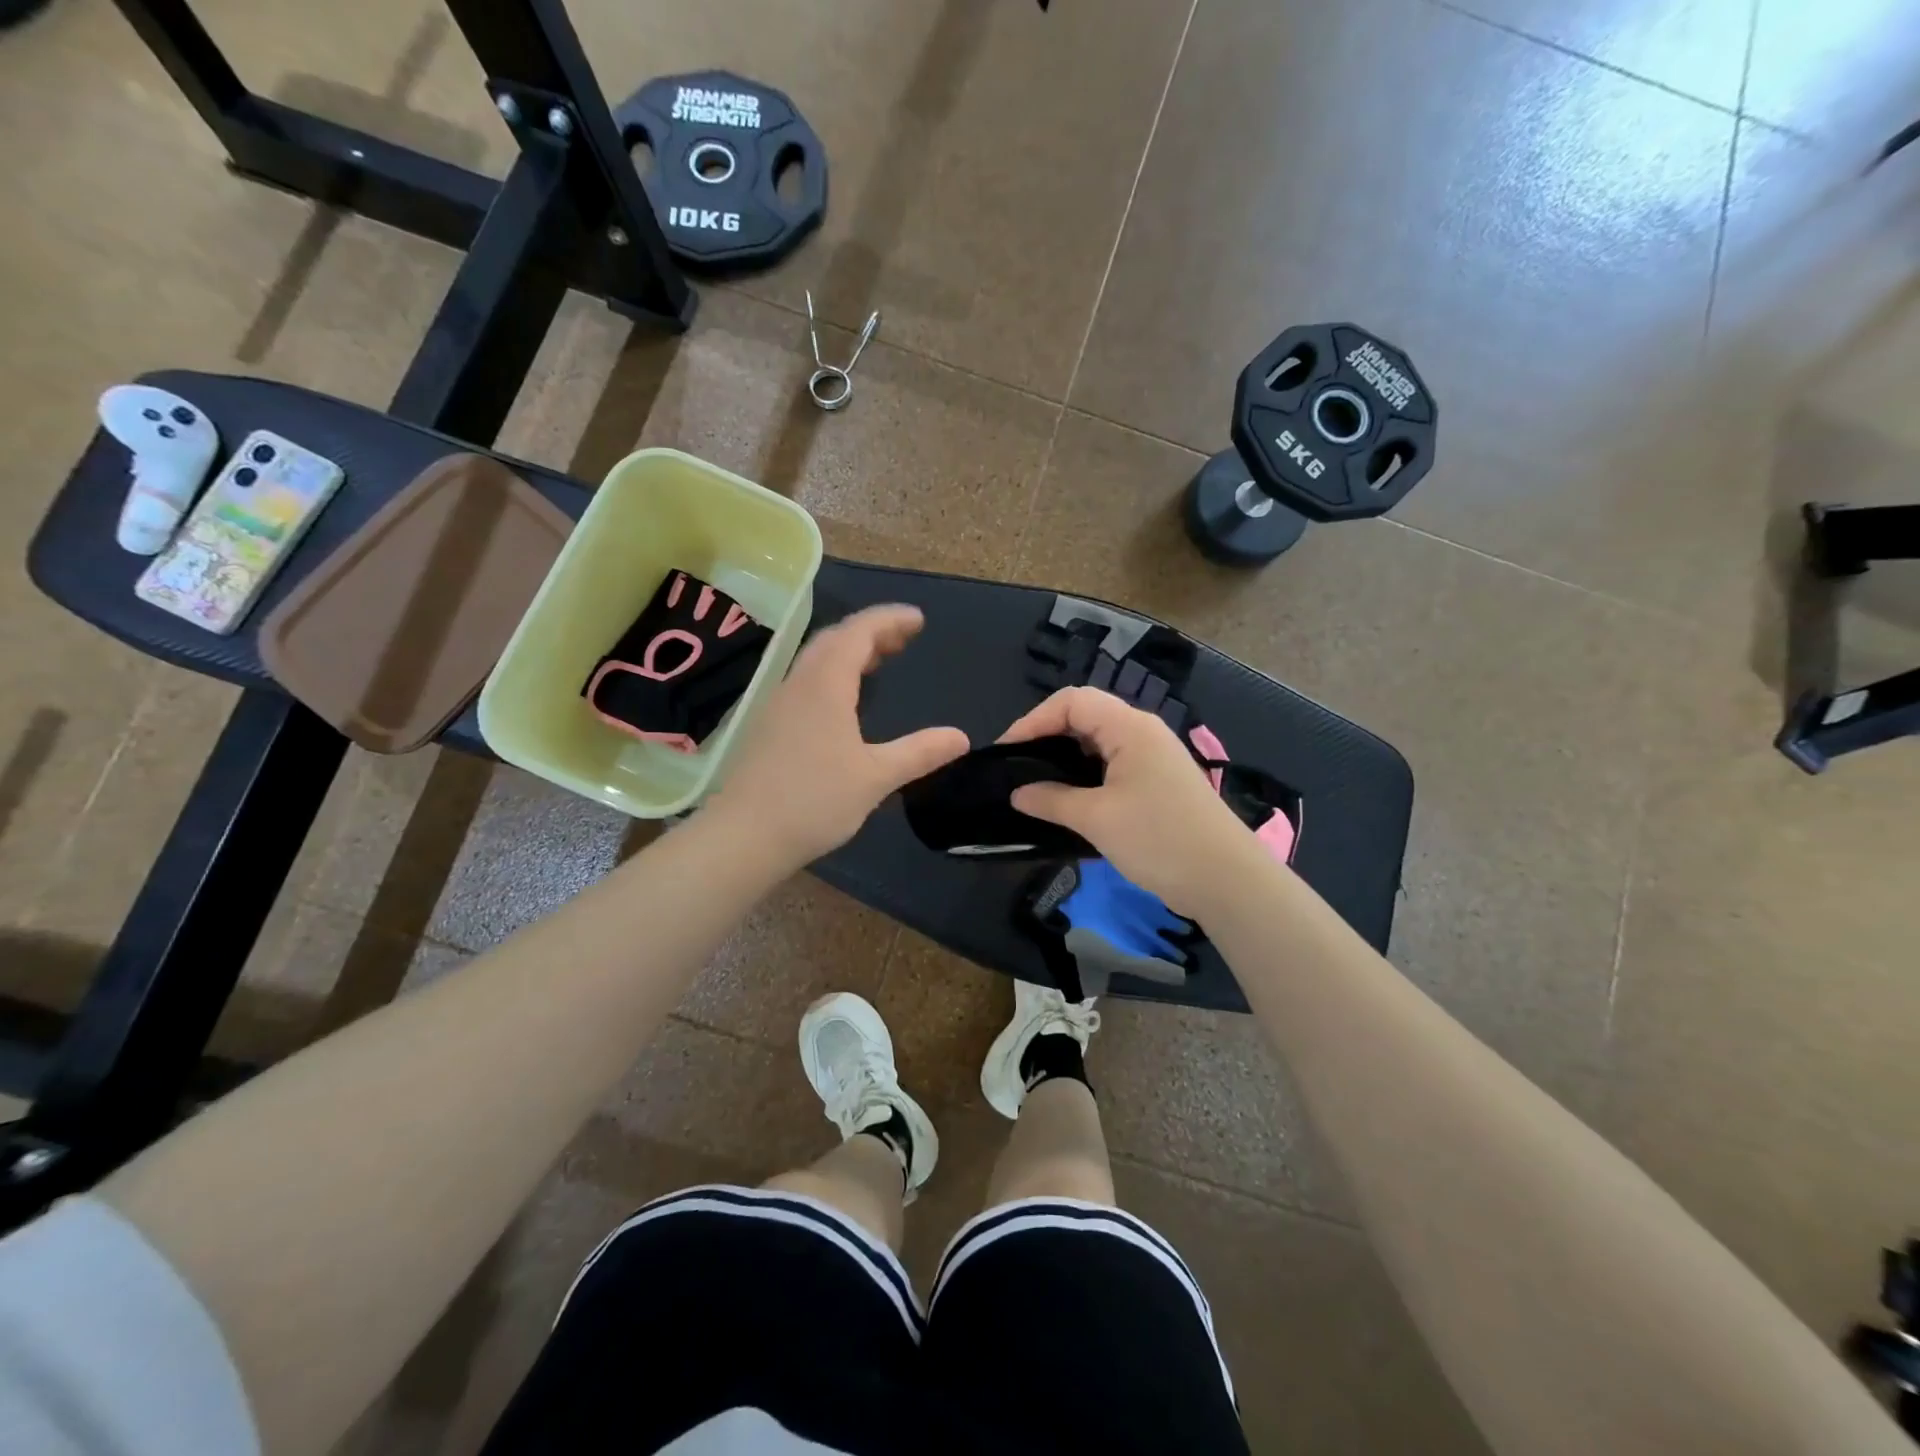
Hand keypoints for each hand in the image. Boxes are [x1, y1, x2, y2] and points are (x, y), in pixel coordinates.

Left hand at [712, 604, 967, 868]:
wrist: (743, 836)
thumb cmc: (814, 801)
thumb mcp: (875, 777)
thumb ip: (919, 753)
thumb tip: (961, 738)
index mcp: (825, 685)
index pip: (858, 632)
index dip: (889, 620)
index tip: (918, 619)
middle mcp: (799, 684)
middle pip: (835, 639)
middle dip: (872, 632)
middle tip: (904, 639)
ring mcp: (779, 704)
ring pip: (817, 660)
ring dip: (850, 652)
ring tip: (881, 661)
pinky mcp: (769, 725)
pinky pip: (807, 681)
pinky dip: (834, 674)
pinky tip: (845, 701)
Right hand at [999, 686, 1257, 914]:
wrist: (1226, 880)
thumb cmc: (1159, 839)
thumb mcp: (1097, 819)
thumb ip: (1052, 800)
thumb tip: (1017, 794)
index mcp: (1130, 727)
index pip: (1072, 701)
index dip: (1034, 719)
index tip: (1006, 752)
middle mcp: (1143, 732)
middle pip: (1085, 716)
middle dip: (1047, 735)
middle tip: (1017, 766)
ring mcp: (1154, 758)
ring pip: (1098, 742)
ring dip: (1065, 757)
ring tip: (1035, 782)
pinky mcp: (1158, 783)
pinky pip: (1112, 765)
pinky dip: (1085, 775)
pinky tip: (1068, 800)